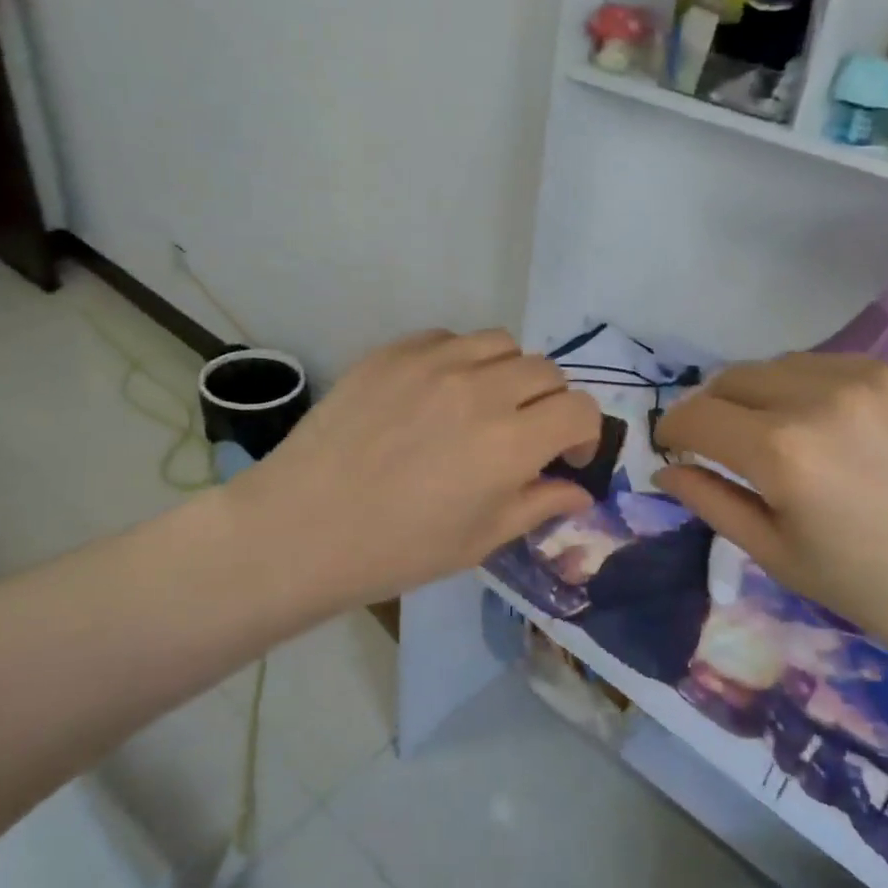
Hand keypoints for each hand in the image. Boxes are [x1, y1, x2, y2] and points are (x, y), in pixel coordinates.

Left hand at [228, 330, 600, 615]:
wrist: (302, 527)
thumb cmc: (398, 548)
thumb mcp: (481, 540)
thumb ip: (540, 505)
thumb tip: (579, 491)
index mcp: (510, 442)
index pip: (579, 409)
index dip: (585, 433)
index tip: (566, 456)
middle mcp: (481, 389)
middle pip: (546, 371)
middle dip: (550, 403)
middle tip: (526, 432)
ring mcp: (434, 362)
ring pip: (501, 343)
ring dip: (508, 372)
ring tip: (484, 404)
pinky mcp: (394, 351)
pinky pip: (448, 338)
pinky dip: (460, 360)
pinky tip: (436, 393)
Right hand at [652, 353, 887, 677]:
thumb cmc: (878, 590)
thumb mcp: (779, 556)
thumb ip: (712, 501)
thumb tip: (665, 467)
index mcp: (783, 451)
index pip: (696, 415)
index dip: (672, 429)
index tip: (673, 446)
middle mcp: (821, 396)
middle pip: (732, 378)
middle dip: (713, 409)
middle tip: (722, 445)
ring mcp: (872, 376)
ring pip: (781, 365)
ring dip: (761, 395)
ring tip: (780, 435)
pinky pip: (835, 366)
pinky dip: (813, 389)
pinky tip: (836, 428)